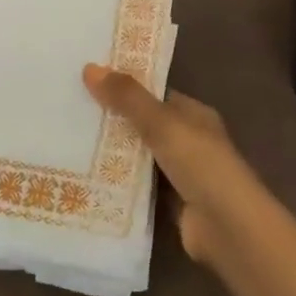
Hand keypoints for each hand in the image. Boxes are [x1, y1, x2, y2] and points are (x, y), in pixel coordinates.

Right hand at [82, 65, 248, 265]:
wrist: (228, 228)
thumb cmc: (201, 164)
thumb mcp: (162, 123)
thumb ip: (128, 98)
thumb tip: (90, 68)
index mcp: (193, 114)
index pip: (154, 94)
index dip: (124, 86)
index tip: (88, 80)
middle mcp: (188, 140)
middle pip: (143, 124)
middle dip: (112, 120)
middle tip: (69, 110)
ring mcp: (179, 173)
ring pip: (138, 156)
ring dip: (111, 153)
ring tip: (68, 140)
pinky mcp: (169, 202)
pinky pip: (137, 185)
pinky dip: (117, 182)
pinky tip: (84, 176)